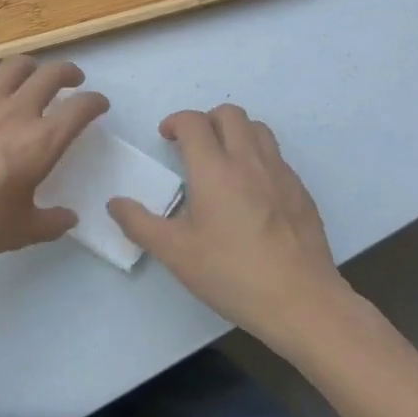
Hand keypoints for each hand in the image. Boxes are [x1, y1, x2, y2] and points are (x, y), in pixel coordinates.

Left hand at [0, 57, 109, 271]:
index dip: (95, 102)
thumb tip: (70, 218)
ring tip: (33, 75)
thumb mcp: (20, 231)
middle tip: (72, 82)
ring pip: (15, 65)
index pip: (80, 109)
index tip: (98, 104)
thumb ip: (51, 222)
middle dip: (68, 74)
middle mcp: (17, 112)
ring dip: (32, 66)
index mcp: (41, 142)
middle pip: (51, 75)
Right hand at [108, 105, 356, 347]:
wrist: (302, 303)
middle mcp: (249, 161)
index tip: (166, 139)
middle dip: (206, 120)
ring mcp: (281, 174)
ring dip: (235, 132)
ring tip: (223, 161)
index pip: (193, 122)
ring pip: (258, 129)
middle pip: (229, 113)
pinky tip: (251, 192)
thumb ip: (139, 224)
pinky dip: (258, 158)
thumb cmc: (232, 274)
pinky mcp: (301, 192)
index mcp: (214, 169)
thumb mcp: (175, 253)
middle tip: (192, 147)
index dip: (175, 122)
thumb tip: (115, 203)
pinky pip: (277, 157)